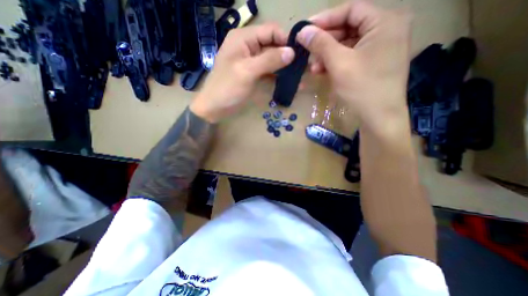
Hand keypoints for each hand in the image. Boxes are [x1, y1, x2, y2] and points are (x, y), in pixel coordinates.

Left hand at [190, 23, 296, 123]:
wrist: (215, 107)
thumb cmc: (227, 88)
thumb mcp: (247, 72)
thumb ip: (269, 60)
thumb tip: (292, 52)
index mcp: (244, 38)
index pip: (271, 31)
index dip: (286, 40)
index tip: (300, 54)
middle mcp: (249, 46)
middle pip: (273, 45)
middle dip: (288, 56)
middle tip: (304, 68)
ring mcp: (252, 62)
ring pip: (273, 60)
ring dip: (285, 68)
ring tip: (300, 77)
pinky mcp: (254, 74)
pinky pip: (269, 71)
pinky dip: (279, 77)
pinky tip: (290, 83)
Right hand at [296, 0, 411, 131]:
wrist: (379, 118)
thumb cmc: (362, 88)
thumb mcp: (339, 63)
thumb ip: (321, 44)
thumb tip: (302, 31)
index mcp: (385, 22)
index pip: (351, 10)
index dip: (325, 19)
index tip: (305, 30)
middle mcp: (386, 31)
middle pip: (349, 28)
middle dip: (325, 42)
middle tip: (307, 52)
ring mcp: (380, 49)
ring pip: (348, 45)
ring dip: (328, 55)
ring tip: (313, 67)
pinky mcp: (373, 65)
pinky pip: (351, 58)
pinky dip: (336, 64)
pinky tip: (322, 72)